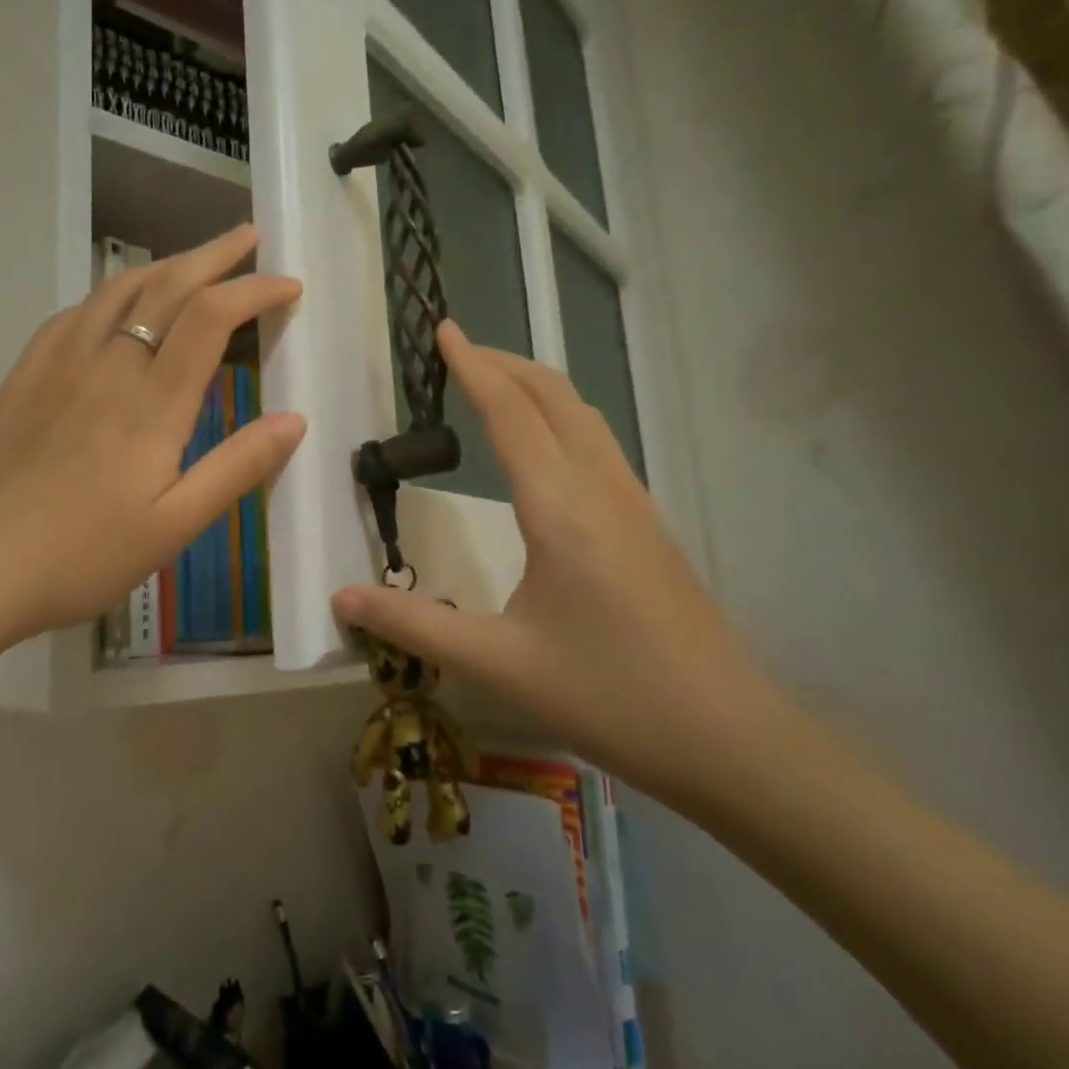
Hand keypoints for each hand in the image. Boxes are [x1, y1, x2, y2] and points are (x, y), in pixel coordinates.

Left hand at [0, 222, 305, 652]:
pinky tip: (116, 303)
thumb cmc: (82, 554)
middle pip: (166, 286)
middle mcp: (107, 364)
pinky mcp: (24, 374)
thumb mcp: (174, 525)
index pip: (211, 316)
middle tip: (249, 238)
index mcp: (151, 402)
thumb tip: (295, 419)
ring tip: (193, 260)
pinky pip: (75, 313)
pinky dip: (111, 292)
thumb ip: (237, 468)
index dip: (255, 290)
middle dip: (215, 255)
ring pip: (118, 290)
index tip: (288, 284)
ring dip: (164, 265)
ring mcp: (58, 363)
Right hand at [331, 321, 790, 809]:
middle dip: (505, 363)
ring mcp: (634, 505)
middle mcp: (601, 489)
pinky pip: (600, 445)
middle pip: (554, 397)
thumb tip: (341, 597)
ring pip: (584, 417)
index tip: (444, 329)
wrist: (726, 738)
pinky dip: (562, 419)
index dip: (473, 367)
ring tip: (495, 385)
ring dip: (537, 388)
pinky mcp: (649, 526)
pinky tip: (546, 449)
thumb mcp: (497, 662)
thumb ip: (413, 623)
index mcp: (560, 509)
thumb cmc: (608, 696)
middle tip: (459, 351)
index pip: (510, 414)